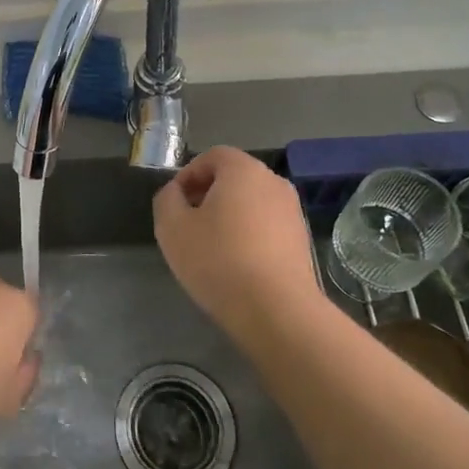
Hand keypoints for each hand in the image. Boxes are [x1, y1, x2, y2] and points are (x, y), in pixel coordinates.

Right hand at [153, 146, 320, 339]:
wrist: (278, 311)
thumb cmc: (219, 260)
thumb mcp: (172, 227)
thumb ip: (167, 200)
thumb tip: (176, 193)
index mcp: (244, 169)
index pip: (212, 156)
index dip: (188, 175)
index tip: (175, 204)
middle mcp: (273, 182)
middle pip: (233, 178)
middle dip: (208, 195)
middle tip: (189, 225)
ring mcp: (292, 212)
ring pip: (251, 203)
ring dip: (229, 217)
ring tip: (211, 248)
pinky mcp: (302, 241)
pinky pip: (267, 226)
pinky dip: (249, 235)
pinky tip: (236, 265)